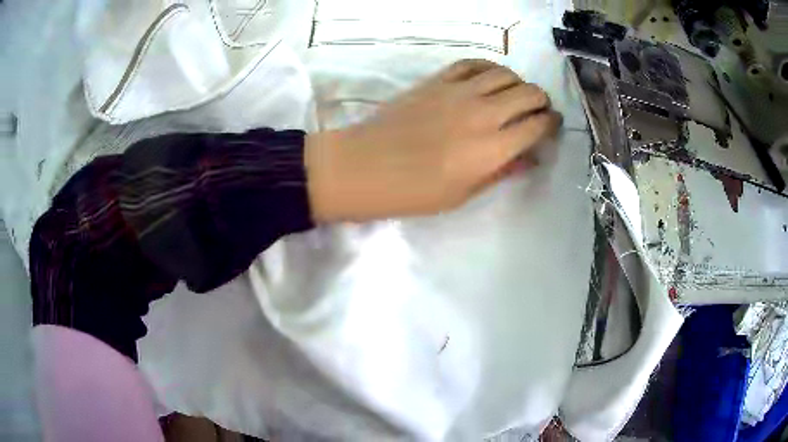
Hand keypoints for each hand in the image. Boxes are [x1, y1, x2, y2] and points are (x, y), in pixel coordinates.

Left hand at [305, 59, 561, 221]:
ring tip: (515, 95)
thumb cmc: (413, 192)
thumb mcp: (463, 193)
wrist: (364, 167)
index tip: (551, 127)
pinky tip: (489, 78)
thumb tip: (530, 158)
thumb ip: (501, 172)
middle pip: (529, 93)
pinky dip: (488, 68)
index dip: (551, 125)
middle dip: (541, 102)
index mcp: (492, 148)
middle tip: (537, 112)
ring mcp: (458, 91)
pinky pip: (472, 64)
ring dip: (518, 83)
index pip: (538, 126)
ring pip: (505, 73)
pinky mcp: (437, 80)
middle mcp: (482, 113)